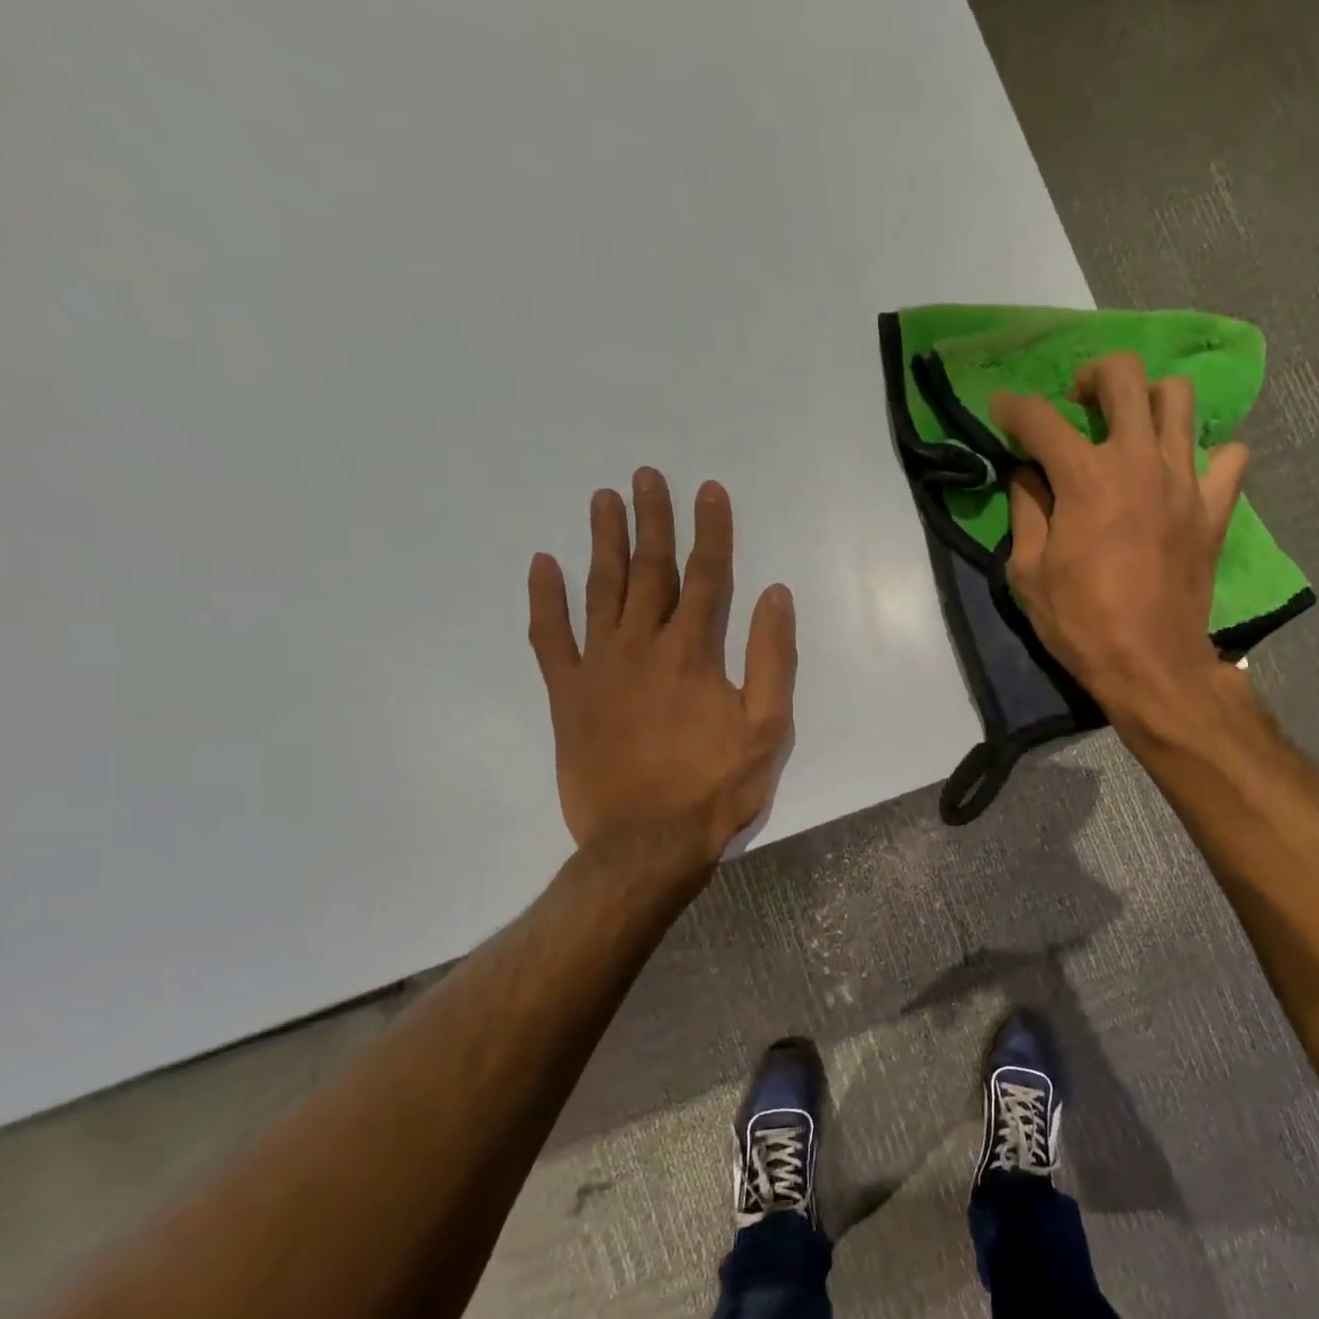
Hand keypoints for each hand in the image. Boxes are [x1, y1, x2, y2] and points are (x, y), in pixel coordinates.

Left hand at [527, 469, 795, 868]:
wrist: (647, 843)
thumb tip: (775, 595)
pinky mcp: (567, 695)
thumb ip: (772, 658)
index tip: (708, 490)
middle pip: (650, 571)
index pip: (707, 576)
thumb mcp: (767, 728)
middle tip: (646, 475)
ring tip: (604, 499)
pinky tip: (543, 565)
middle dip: (652, 520)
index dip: (710, 530)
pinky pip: (549, 638)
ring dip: (604, 542)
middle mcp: (643, 646)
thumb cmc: (717, 788)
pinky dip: (545, 600)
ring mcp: (598, 668)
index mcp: (694, 653)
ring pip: (600, 591)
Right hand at [991, 353, 1249, 723]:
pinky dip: (1207, 456)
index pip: (1040, 419)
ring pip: (1179, 400)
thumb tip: (1027, 477)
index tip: (1002, 411)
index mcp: (1085, 478)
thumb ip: (1025, 513)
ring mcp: (1185, 480)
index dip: (1012, 408)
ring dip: (1150, 401)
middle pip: (1123, 377)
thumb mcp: (1028, 575)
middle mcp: (1138, 461)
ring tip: (1132, 430)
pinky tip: (1184, 474)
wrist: (1150, 665)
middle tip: (1079, 402)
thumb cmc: (1081, 624)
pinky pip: (1227, 458)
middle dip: (1092, 375)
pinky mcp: (1214, 508)